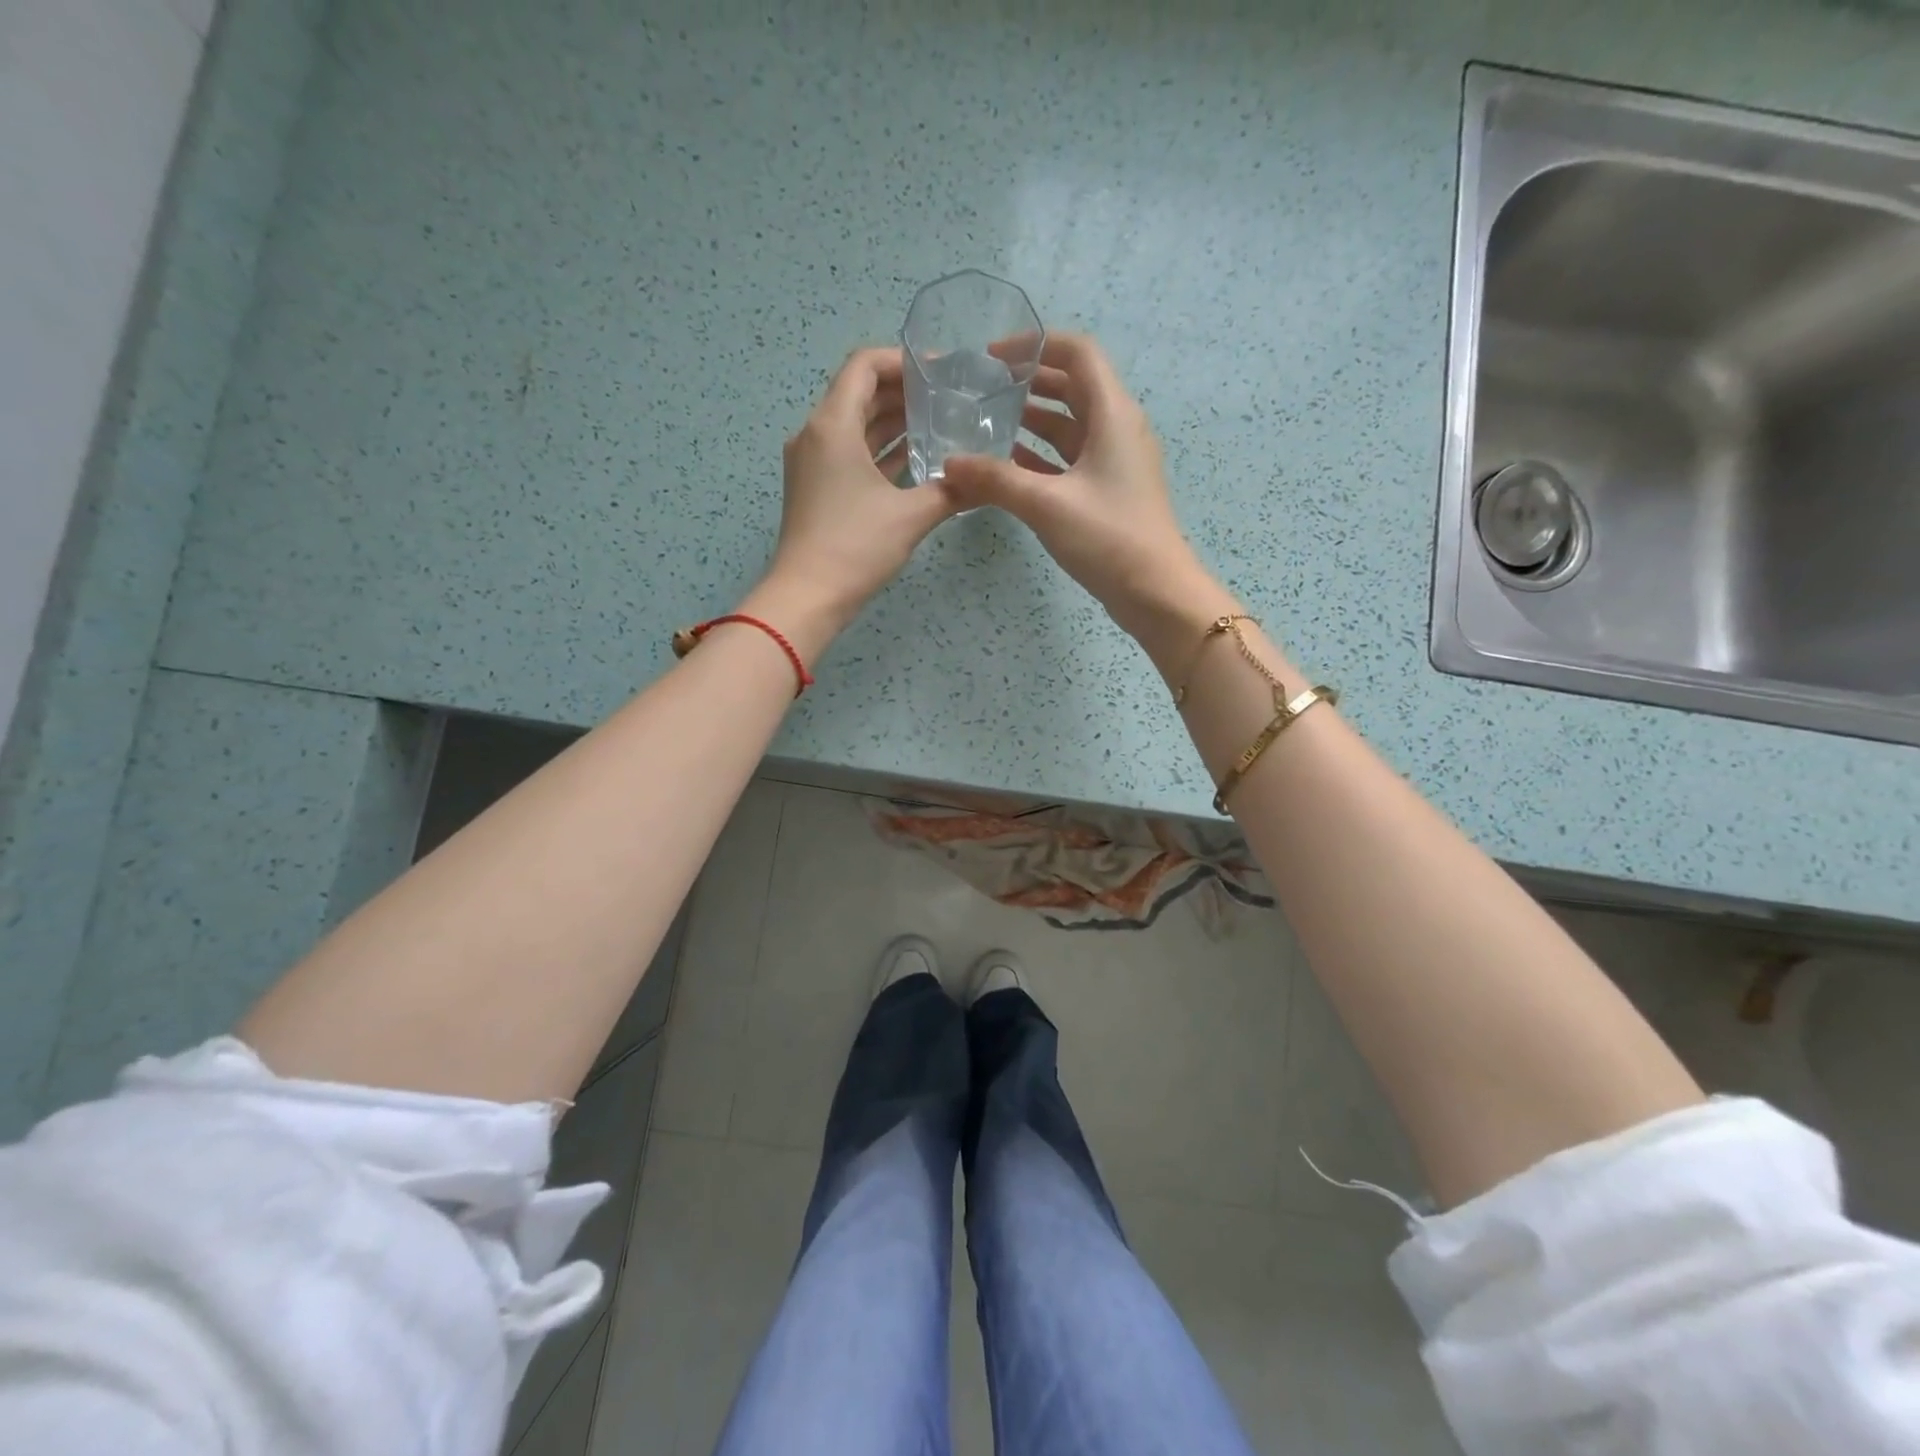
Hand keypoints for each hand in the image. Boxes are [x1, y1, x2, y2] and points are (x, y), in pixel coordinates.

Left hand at [746, 346, 960, 657]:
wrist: (808, 597)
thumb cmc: (855, 547)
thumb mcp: (911, 516)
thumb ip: (950, 491)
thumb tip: (984, 480)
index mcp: (832, 425)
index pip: (864, 366)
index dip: (903, 361)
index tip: (941, 371)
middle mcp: (816, 434)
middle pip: (859, 393)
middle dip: (903, 391)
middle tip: (948, 397)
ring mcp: (812, 463)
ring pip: (855, 426)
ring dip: (892, 421)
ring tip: (938, 423)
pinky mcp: (816, 489)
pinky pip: (850, 454)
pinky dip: (880, 450)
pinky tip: (914, 459)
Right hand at [941, 333, 1234, 668]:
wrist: (1154, 593)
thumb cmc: (1108, 537)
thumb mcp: (1046, 504)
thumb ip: (995, 480)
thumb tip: (949, 465)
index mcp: (1113, 414)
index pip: (1078, 353)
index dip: (1036, 344)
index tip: (992, 357)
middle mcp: (1117, 429)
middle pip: (1072, 387)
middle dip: (1028, 382)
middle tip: (983, 389)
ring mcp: (1113, 463)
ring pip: (1069, 427)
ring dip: (1031, 422)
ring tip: (985, 424)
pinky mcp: (1107, 492)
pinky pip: (1068, 461)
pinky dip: (1039, 458)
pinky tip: (1006, 468)